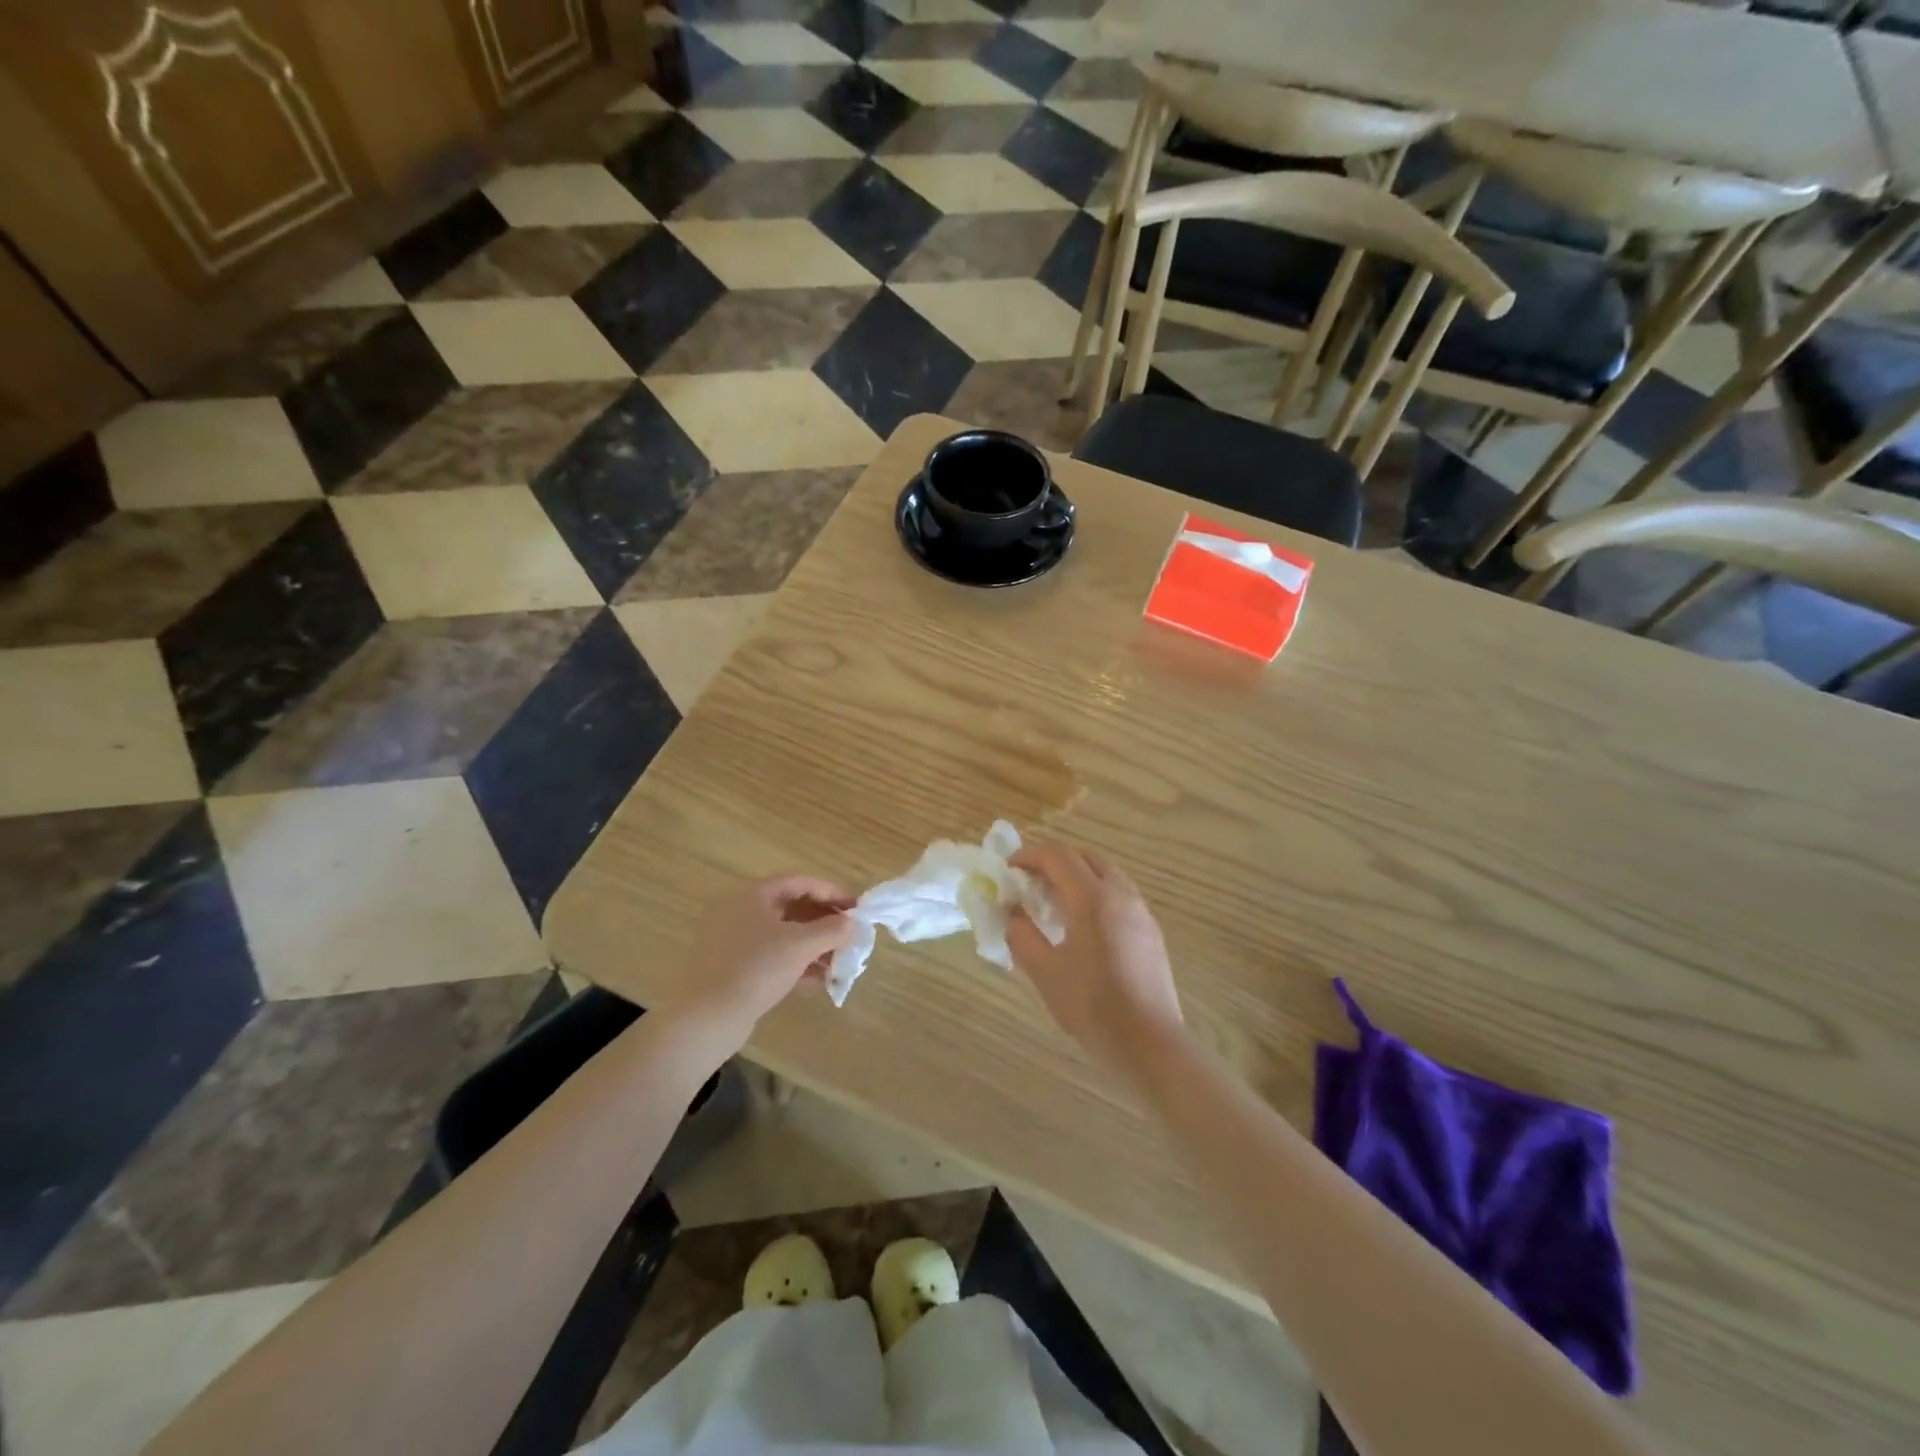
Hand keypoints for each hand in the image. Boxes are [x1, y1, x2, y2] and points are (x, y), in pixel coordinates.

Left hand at [677, 876, 853, 1038]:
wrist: (708, 1017)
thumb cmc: (757, 968)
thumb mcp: (801, 945)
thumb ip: (832, 929)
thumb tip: (851, 923)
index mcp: (752, 894)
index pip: (800, 882)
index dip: (831, 892)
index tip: (856, 908)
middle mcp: (739, 910)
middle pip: (791, 907)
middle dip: (824, 922)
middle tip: (849, 935)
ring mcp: (732, 939)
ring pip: (782, 934)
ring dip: (812, 945)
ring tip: (838, 962)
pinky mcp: (730, 966)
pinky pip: (770, 955)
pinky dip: (794, 962)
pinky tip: (817, 980)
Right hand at [1006, 841, 1183, 1073]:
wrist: (1149, 1043)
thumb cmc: (1092, 1006)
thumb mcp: (1045, 972)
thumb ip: (1022, 936)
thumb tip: (1012, 915)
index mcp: (1092, 898)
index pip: (1058, 856)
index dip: (1030, 856)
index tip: (1008, 869)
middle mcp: (1121, 894)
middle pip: (1085, 857)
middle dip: (1055, 861)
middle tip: (1030, 881)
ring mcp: (1141, 912)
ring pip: (1106, 874)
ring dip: (1077, 876)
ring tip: (1053, 903)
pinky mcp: (1150, 932)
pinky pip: (1119, 895)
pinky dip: (1095, 894)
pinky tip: (1082, 926)